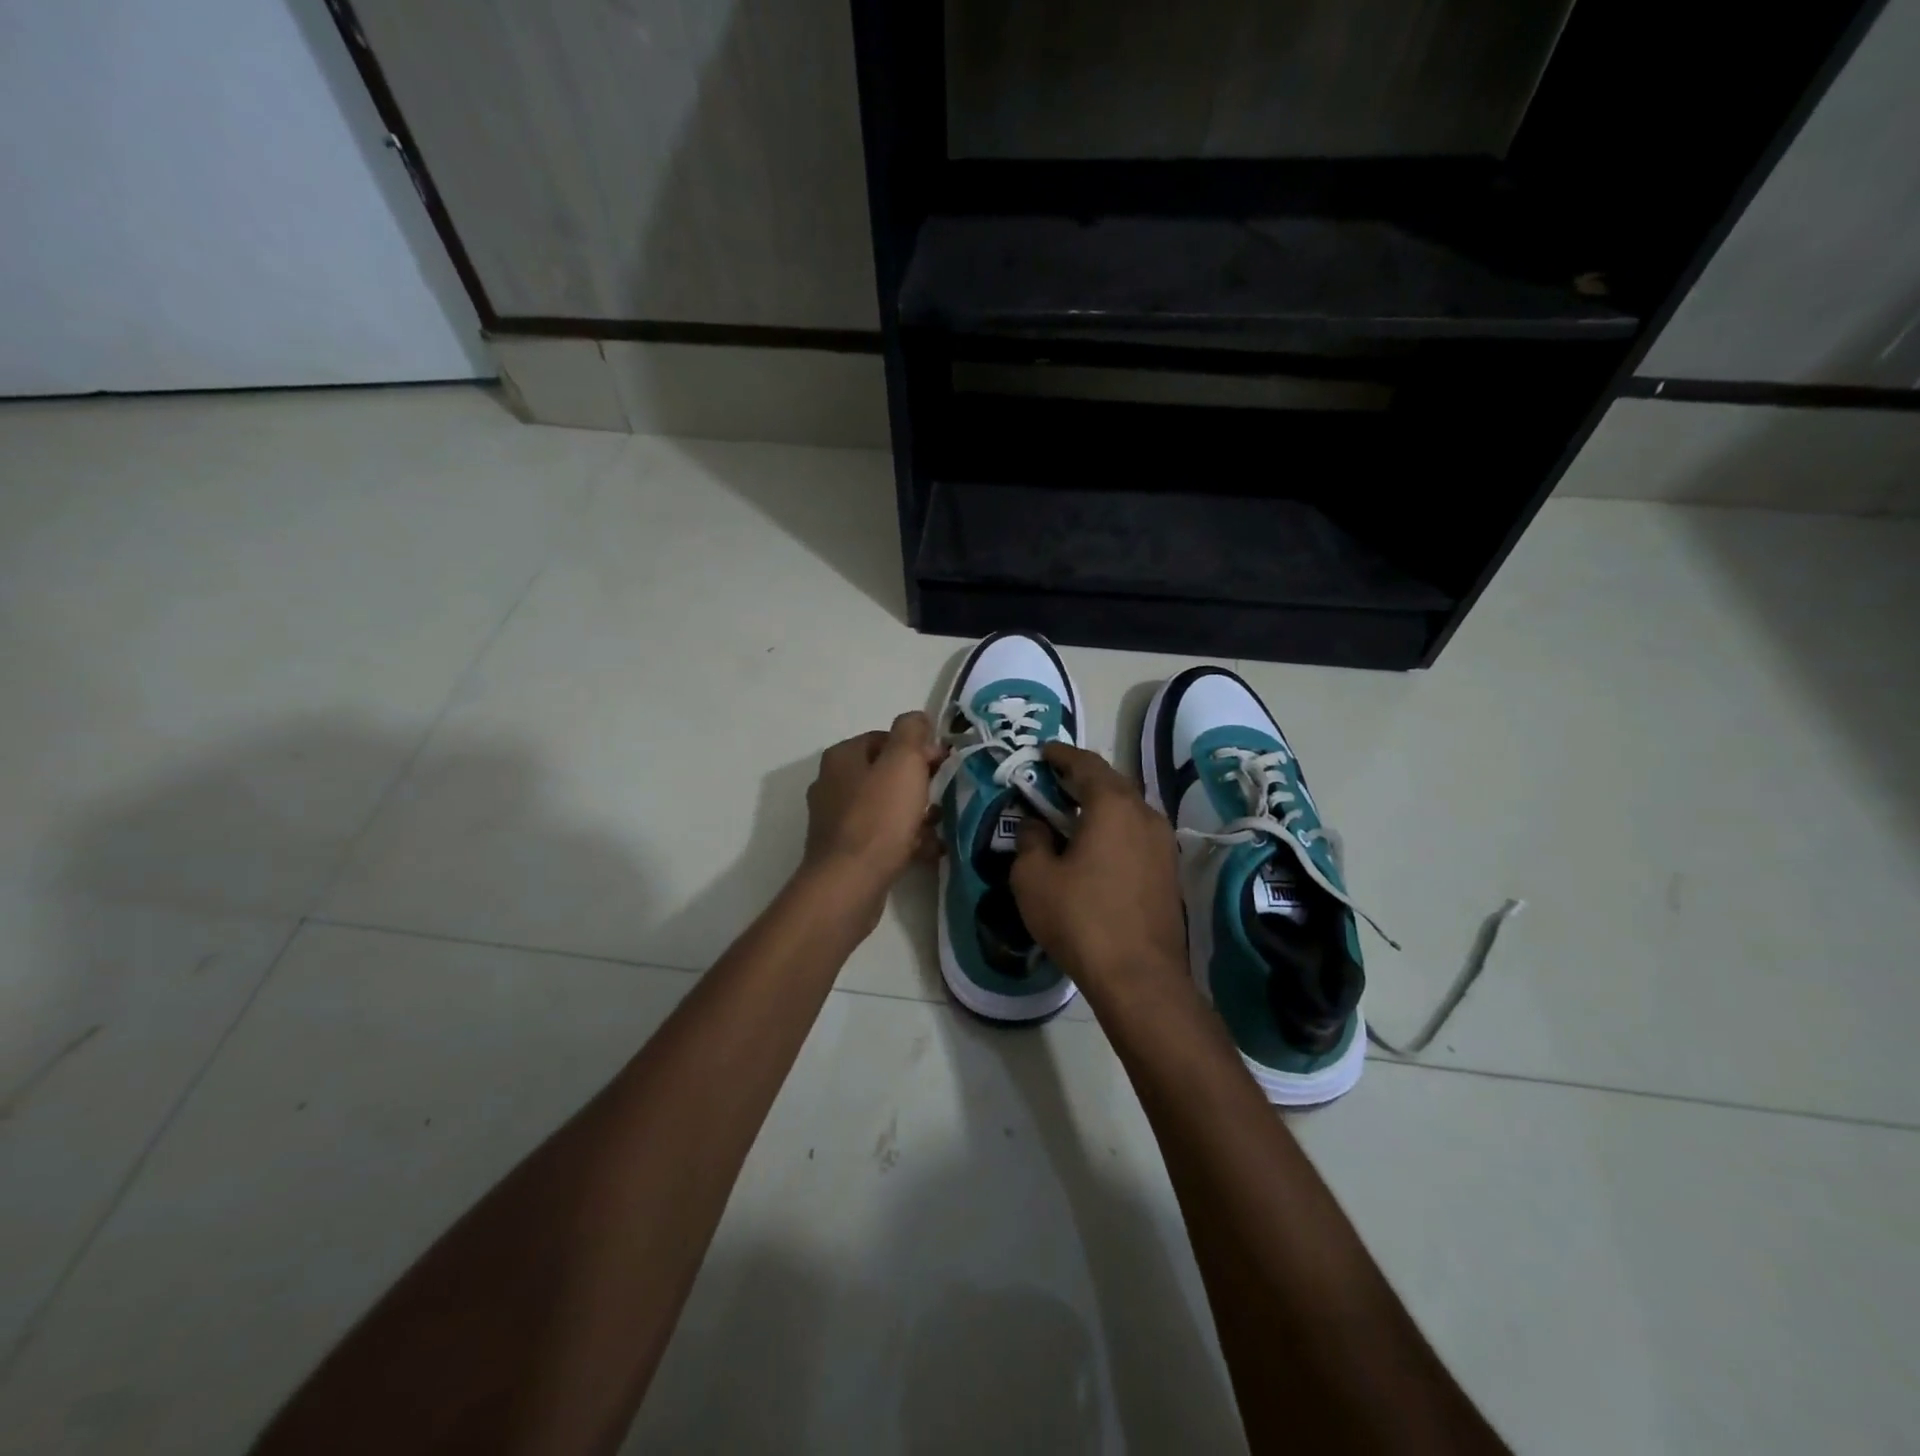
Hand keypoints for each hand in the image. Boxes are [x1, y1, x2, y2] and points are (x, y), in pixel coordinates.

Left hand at [802, 712, 945, 892]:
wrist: (850, 883)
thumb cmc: (879, 817)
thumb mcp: (903, 762)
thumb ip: (912, 732)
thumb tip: (917, 719)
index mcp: (842, 757)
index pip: (885, 738)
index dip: (917, 748)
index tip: (942, 765)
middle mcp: (833, 784)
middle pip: (885, 774)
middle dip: (918, 783)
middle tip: (943, 796)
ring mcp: (836, 820)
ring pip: (885, 807)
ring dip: (915, 813)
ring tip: (940, 825)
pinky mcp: (845, 852)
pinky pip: (882, 837)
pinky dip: (905, 840)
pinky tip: (928, 850)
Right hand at [1010, 743, 1189, 1003]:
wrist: (1139, 976)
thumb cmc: (1080, 919)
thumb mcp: (1034, 877)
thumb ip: (1030, 839)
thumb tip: (1036, 824)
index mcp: (1112, 805)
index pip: (1085, 763)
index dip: (1061, 755)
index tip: (1042, 752)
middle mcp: (1145, 814)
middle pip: (1110, 782)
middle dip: (1080, 777)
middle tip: (1052, 781)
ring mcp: (1162, 843)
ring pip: (1127, 808)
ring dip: (1099, 804)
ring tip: (1071, 813)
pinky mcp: (1168, 870)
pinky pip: (1136, 833)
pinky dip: (1114, 828)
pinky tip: (1095, 847)